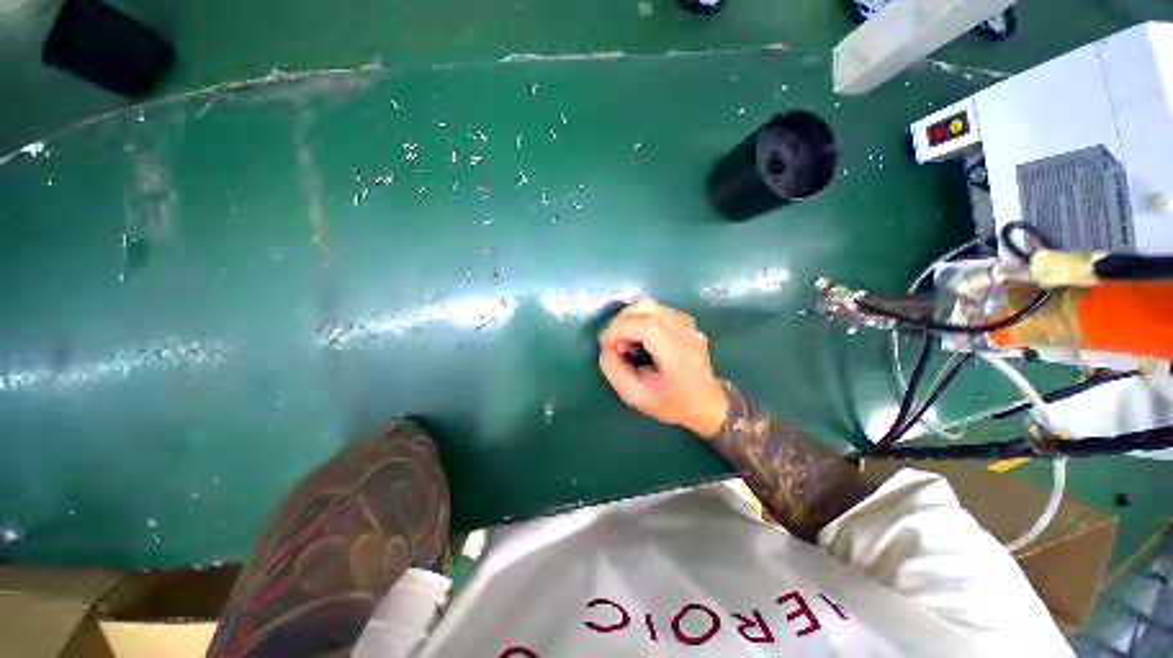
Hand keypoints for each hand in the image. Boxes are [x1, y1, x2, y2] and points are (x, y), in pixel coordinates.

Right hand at [598, 299, 728, 437]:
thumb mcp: (635, 396)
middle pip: (645, 307)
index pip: (645, 324)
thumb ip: (613, 370)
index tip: (605, 345)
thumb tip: (606, 346)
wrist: (707, 404)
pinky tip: (640, 339)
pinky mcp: (687, 321)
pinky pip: (657, 310)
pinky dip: (640, 319)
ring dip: (629, 320)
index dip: (618, 328)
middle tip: (616, 345)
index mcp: (677, 354)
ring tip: (627, 343)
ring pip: (649, 305)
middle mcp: (686, 332)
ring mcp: (689, 323)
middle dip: (621, 321)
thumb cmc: (672, 404)